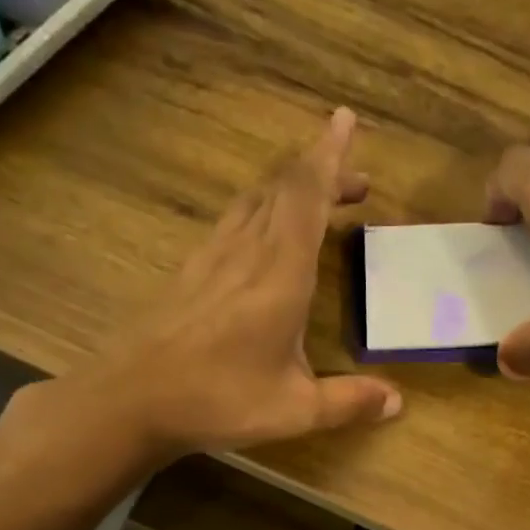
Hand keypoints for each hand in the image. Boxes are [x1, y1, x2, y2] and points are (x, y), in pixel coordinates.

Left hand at [6, 108, 400, 473]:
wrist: (132, 399)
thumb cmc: (219, 400)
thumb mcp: (295, 410)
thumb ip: (349, 401)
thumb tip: (397, 402)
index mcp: (280, 275)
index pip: (306, 196)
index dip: (328, 156)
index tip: (344, 119)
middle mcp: (247, 252)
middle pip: (284, 189)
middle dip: (322, 172)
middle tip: (357, 180)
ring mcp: (213, 257)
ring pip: (256, 200)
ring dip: (291, 189)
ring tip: (319, 199)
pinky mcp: (191, 270)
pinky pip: (233, 220)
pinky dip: (262, 209)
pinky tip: (264, 232)